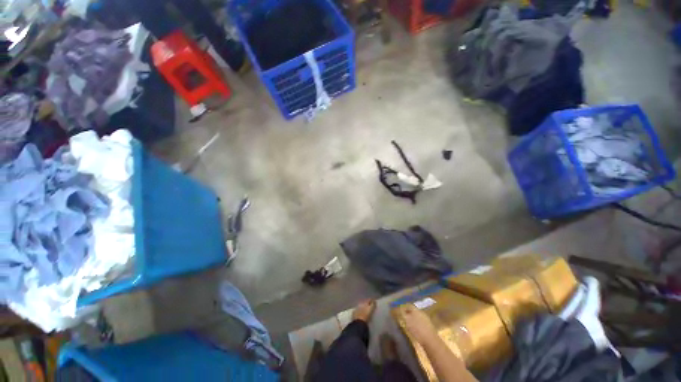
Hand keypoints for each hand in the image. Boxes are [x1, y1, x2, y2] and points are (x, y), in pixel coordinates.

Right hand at [400, 304, 437, 345]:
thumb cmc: (417, 330)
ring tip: (408, 324)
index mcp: (415, 310)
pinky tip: (415, 329)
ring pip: (417, 316)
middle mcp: (421, 312)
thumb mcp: (407, 321)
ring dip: (413, 319)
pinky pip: (421, 322)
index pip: (408, 305)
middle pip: (413, 310)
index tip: (399, 311)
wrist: (431, 341)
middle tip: (403, 317)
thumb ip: (402, 314)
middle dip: (408, 313)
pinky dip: (417, 324)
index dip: (403, 307)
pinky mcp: (429, 326)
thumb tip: (399, 309)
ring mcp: (426, 319)